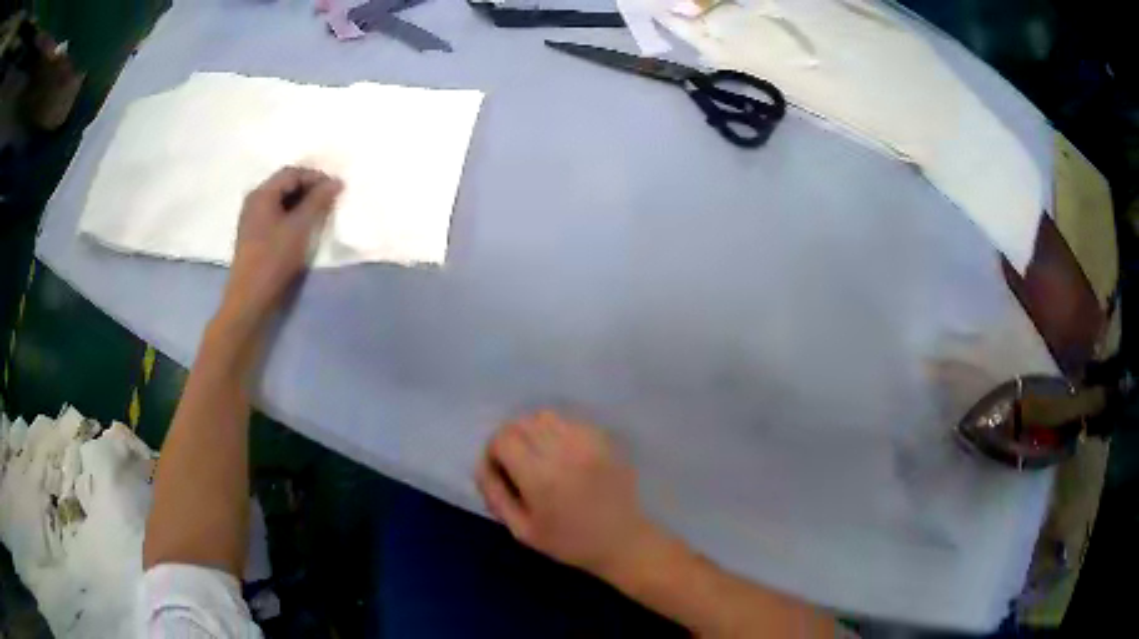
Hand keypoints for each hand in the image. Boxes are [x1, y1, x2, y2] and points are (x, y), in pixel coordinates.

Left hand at [220, 167, 342, 328]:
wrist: (250, 299)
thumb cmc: (274, 259)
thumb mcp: (300, 227)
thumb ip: (318, 201)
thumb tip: (336, 181)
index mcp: (262, 193)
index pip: (292, 173)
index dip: (315, 177)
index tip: (336, 189)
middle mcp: (254, 201)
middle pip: (285, 184)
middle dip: (308, 189)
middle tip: (329, 200)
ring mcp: (252, 219)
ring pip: (281, 201)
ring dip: (301, 203)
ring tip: (319, 214)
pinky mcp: (254, 236)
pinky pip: (275, 215)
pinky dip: (291, 215)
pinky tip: (302, 228)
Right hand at [477, 411, 656, 577]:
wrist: (622, 541)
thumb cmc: (569, 542)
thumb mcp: (522, 530)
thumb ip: (495, 494)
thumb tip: (482, 465)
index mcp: (540, 477)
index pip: (503, 438)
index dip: (493, 452)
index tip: (500, 471)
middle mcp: (563, 451)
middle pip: (521, 422)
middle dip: (510, 440)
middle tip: (516, 465)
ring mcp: (587, 441)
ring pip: (544, 416)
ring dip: (533, 432)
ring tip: (538, 457)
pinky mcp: (603, 439)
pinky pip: (569, 421)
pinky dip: (556, 432)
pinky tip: (562, 455)